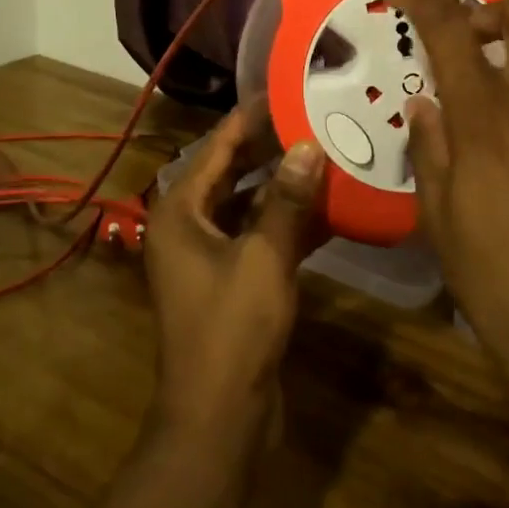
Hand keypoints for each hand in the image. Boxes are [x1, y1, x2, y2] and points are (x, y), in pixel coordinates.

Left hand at [144, 103, 325, 436]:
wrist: (218, 420)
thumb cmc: (232, 330)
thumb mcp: (264, 258)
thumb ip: (288, 200)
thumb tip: (309, 144)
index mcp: (181, 211)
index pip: (217, 146)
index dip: (250, 117)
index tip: (285, 88)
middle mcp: (189, 225)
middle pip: (232, 171)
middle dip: (271, 146)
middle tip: (313, 115)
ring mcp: (209, 253)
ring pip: (249, 203)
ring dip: (284, 183)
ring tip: (325, 150)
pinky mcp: (231, 278)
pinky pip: (259, 234)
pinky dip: (287, 220)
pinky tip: (327, 206)